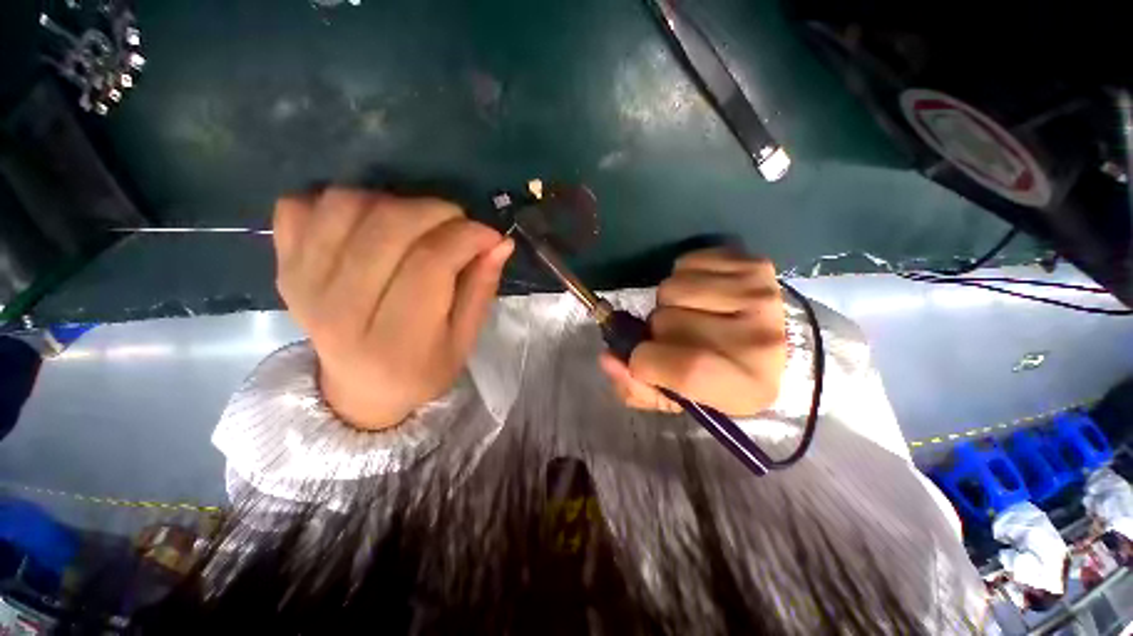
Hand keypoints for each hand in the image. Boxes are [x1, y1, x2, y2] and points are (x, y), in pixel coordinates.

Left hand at [273, 189, 512, 429]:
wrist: (360, 389)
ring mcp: (302, 283)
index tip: (489, 235)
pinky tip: (369, 224)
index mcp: (395, 339)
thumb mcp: (464, 340)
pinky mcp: (283, 266)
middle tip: (458, 225)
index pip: (430, 262)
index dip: (467, 236)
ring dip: (394, 202)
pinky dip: (340, 202)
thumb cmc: (423, 368)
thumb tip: (500, 242)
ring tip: (417, 225)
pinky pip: (301, 205)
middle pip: (388, 227)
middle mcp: (340, 309)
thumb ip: (482, 289)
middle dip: (437, 212)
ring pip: (347, 205)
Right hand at [599, 249, 786, 416]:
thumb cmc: (718, 379)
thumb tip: (607, 358)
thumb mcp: (680, 398)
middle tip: (676, 339)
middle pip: (666, 322)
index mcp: (745, 386)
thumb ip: (638, 387)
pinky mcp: (754, 264)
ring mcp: (759, 294)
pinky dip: (683, 278)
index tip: (640, 359)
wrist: (772, 347)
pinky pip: (687, 263)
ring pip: (671, 288)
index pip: (685, 368)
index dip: (646, 361)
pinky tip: (702, 294)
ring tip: (689, 314)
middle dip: (657, 331)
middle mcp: (760, 339)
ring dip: (668, 303)